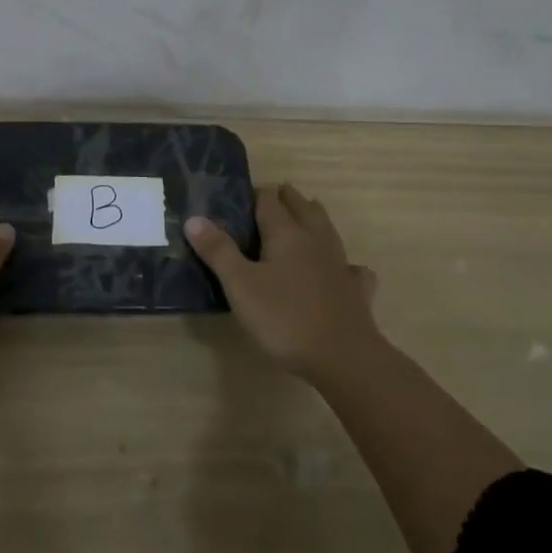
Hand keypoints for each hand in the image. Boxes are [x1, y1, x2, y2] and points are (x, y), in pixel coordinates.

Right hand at [186, 184, 380, 379]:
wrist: (344, 358)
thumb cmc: (284, 318)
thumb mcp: (240, 285)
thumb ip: (218, 251)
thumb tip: (194, 218)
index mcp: (286, 234)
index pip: (270, 201)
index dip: (257, 194)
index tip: (242, 196)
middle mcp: (315, 240)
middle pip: (302, 208)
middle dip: (287, 199)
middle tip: (270, 199)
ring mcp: (340, 265)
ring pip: (327, 230)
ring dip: (314, 218)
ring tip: (305, 215)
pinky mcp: (357, 291)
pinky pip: (351, 268)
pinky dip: (344, 263)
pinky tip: (343, 270)